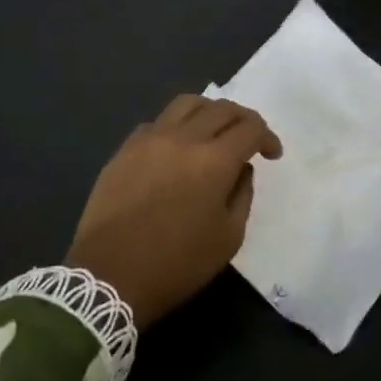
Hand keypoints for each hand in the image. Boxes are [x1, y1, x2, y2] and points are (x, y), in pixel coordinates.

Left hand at [67, 94, 282, 327]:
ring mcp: (150, 139)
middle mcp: (183, 139)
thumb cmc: (176, 264)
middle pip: (221, 109)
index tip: (272, 154)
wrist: (109, 277)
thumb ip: (242, 195)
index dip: (267, 137)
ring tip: (214, 131)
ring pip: (187, 104)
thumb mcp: (228, 238)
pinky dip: (177, 126)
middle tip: (250, 138)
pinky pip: (157, 122)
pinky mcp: (125, 149)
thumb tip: (240, 169)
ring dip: (209, 111)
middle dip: (244, 119)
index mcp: (214, 161)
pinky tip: (177, 148)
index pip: (250, 128)